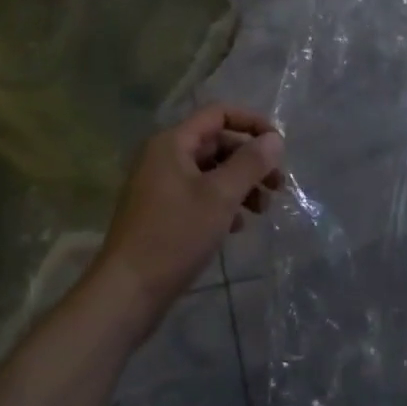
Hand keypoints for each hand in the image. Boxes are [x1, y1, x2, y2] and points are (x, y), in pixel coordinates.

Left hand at [94, 105, 284, 333]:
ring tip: (263, 210)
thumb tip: (275, 139)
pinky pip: (199, 195)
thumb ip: (250, 163)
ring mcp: (160, 186)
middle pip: (216, 144)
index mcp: (172, 143)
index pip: (217, 114)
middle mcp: (163, 157)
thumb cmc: (174, 236)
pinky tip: (237, 227)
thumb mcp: (220, 196)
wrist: (128, 291)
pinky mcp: (162, 213)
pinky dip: (222, 204)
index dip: (251, 123)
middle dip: (250, 161)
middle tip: (278, 186)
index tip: (279, 146)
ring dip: (240, 185)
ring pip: (210, 172)